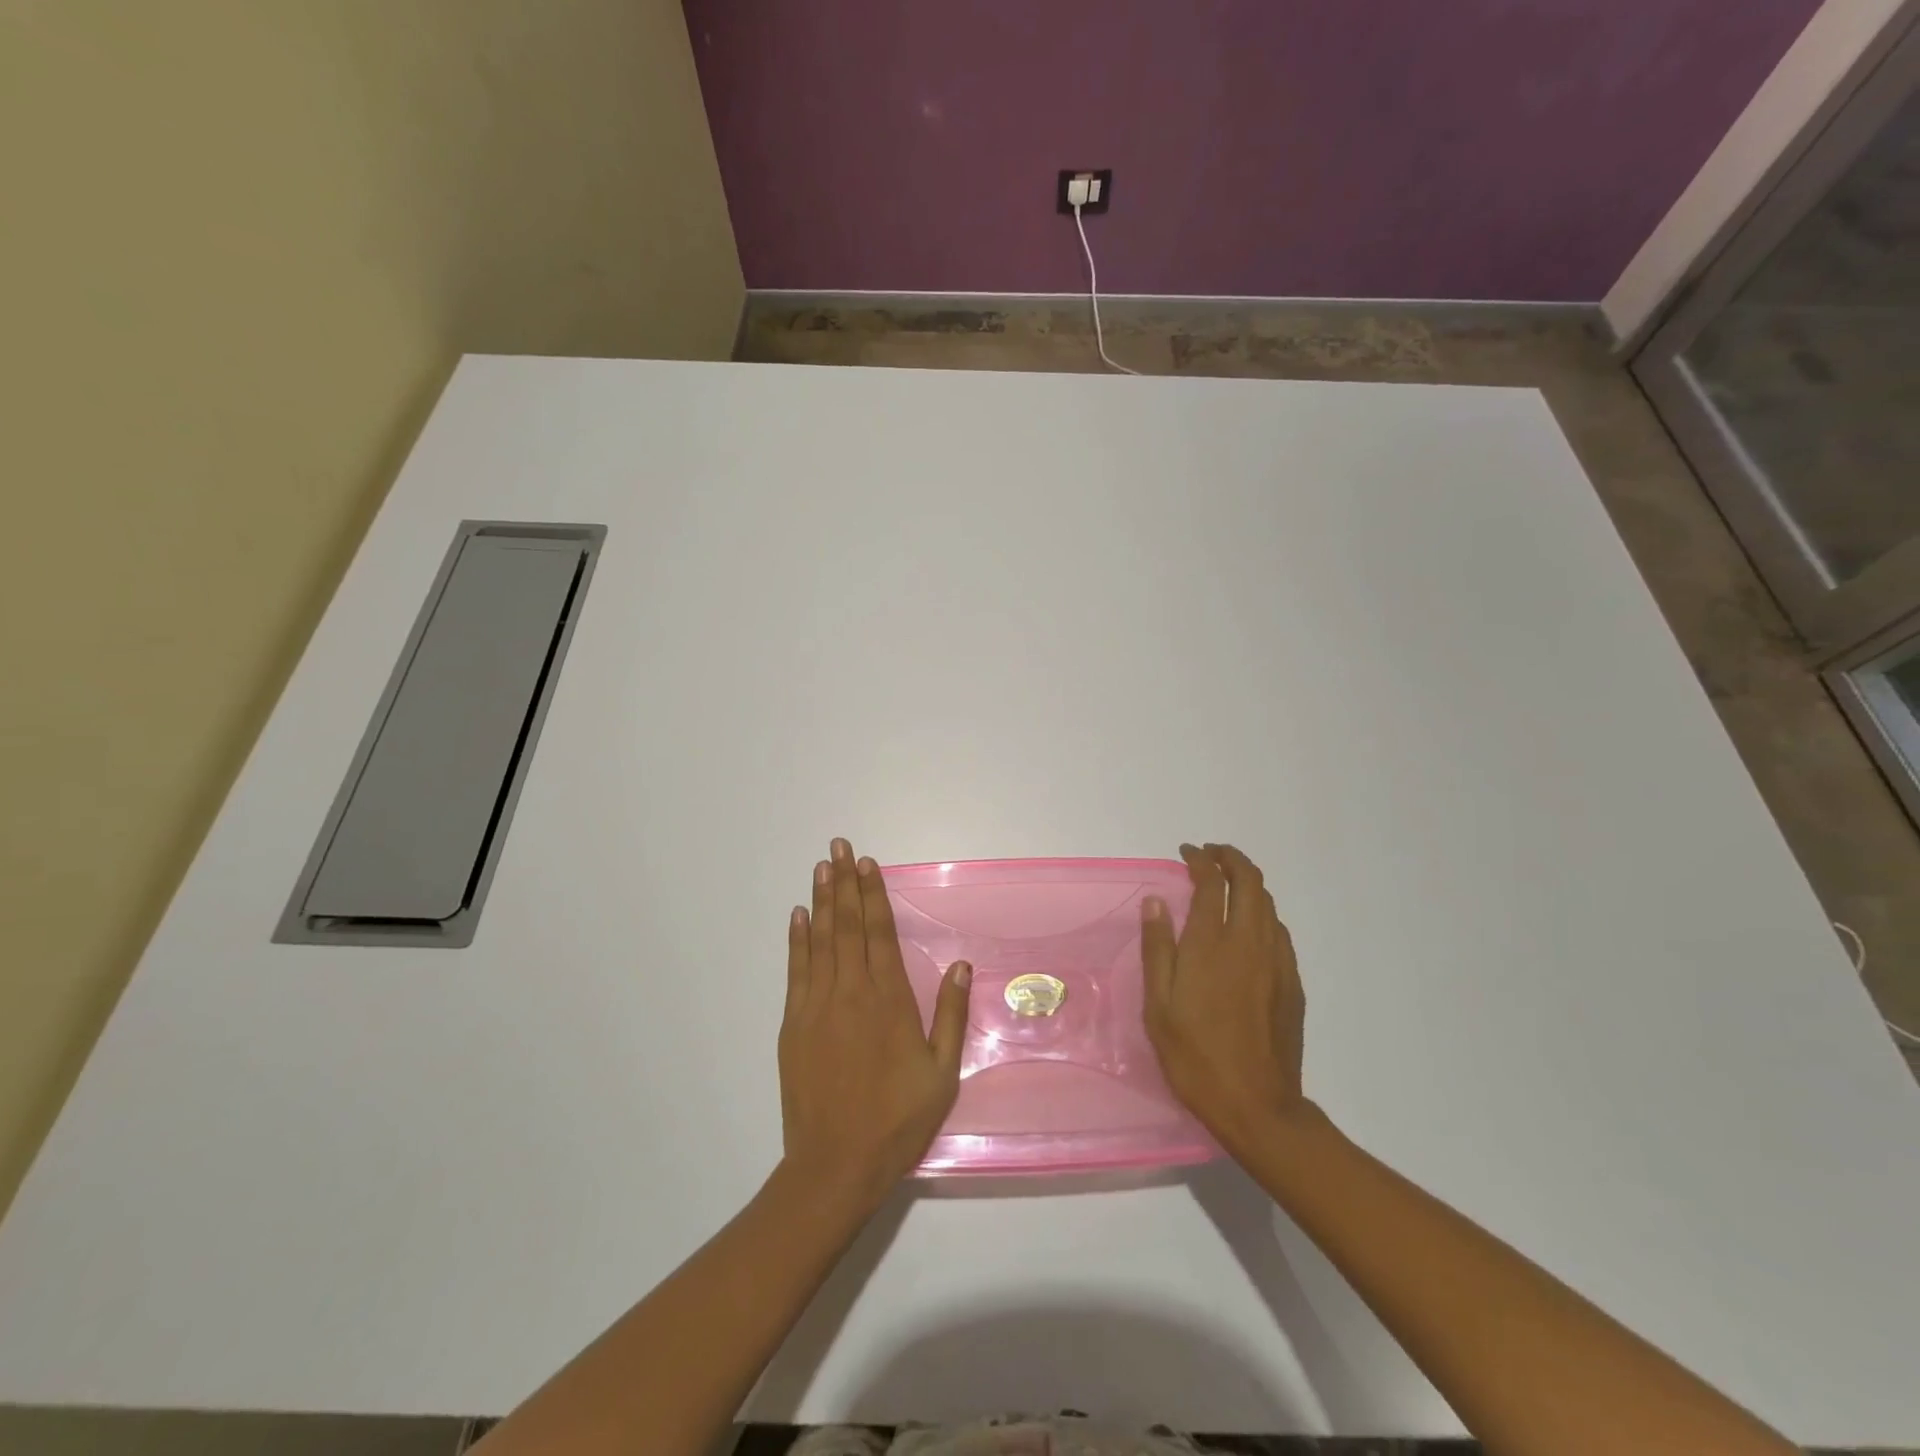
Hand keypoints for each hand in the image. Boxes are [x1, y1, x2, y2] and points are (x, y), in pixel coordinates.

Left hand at [777, 837, 973, 1209]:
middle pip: (848, 926)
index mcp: (889, 1000)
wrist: (836, 1164)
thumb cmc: (897, 1120)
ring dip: (821, 900)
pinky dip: (797, 940)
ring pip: (820, 940)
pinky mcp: (794, 1024)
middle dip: (844, 883)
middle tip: (839, 846)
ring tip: (820, 867)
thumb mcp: (941, 1073)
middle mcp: (852, 992)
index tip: (867, 864)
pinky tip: (798, 916)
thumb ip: (950, 1015)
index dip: (874, 895)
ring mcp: (818, 1005)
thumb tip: (960, 965)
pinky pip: (796, 970)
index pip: (880, 933)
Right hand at [1143, 843, 1310, 1154]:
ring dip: (1248, 884)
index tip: (1187, 853)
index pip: (1212, 883)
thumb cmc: (1195, 1056)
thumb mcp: (1158, 1005)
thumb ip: (1157, 948)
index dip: (1200, 860)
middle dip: (1231, 859)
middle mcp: (1249, 943)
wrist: (1257, 1107)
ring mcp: (1277, 963)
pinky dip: (1262, 914)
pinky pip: (1279, 932)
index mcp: (1212, 945)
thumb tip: (1157, 901)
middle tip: (1210, 856)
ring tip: (1227, 887)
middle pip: (1251, 882)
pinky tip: (1248, 930)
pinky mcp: (1292, 984)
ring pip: (1269, 905)